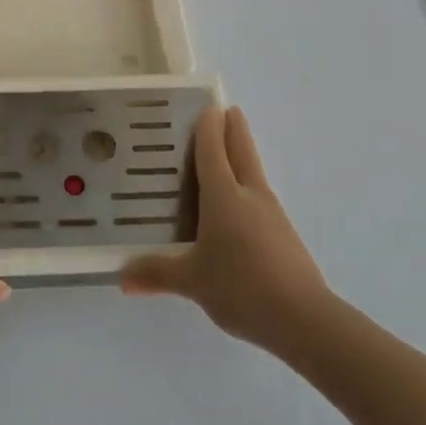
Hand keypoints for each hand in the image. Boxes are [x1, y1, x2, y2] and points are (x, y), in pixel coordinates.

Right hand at [119, 105, 328, 352]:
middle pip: (242, 152)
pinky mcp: (283, 235)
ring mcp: (271, 214)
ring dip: (242, 156)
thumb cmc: (241, 286)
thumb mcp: (192, 281)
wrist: (303, 318)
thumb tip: (122, 277)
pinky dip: (247, 187)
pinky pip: (259, 198)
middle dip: (234, 129)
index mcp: (224, 196)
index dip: (209, 128)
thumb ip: (156, 274)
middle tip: (228, 110)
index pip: (213, 151)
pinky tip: (238, 206)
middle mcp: (250, 196)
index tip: (208, 106)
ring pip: (254, 173)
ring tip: (226, 155)